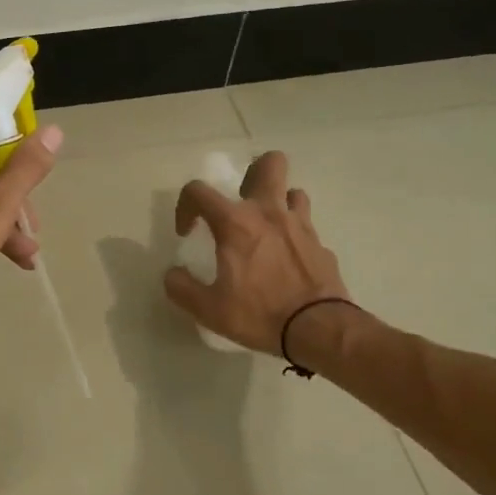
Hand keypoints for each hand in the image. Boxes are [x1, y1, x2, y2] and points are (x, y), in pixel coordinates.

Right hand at [162, 150, 349, 353]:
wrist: (319, 330)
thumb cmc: (259, 314)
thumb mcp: (208, 309)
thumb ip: (181, 287)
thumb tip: (173, 274)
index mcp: (235, 223)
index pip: (199, 190)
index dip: (185, 206)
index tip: (188, 232)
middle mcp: (269, 213)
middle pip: (269, 164)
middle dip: (253, 172)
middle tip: (241, 201)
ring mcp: (300, 226)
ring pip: (293, 191)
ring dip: (278, 203)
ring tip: (267, 228)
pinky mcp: (321, 244)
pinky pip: (306, 226)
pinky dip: (295, 235)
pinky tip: (288, 259)